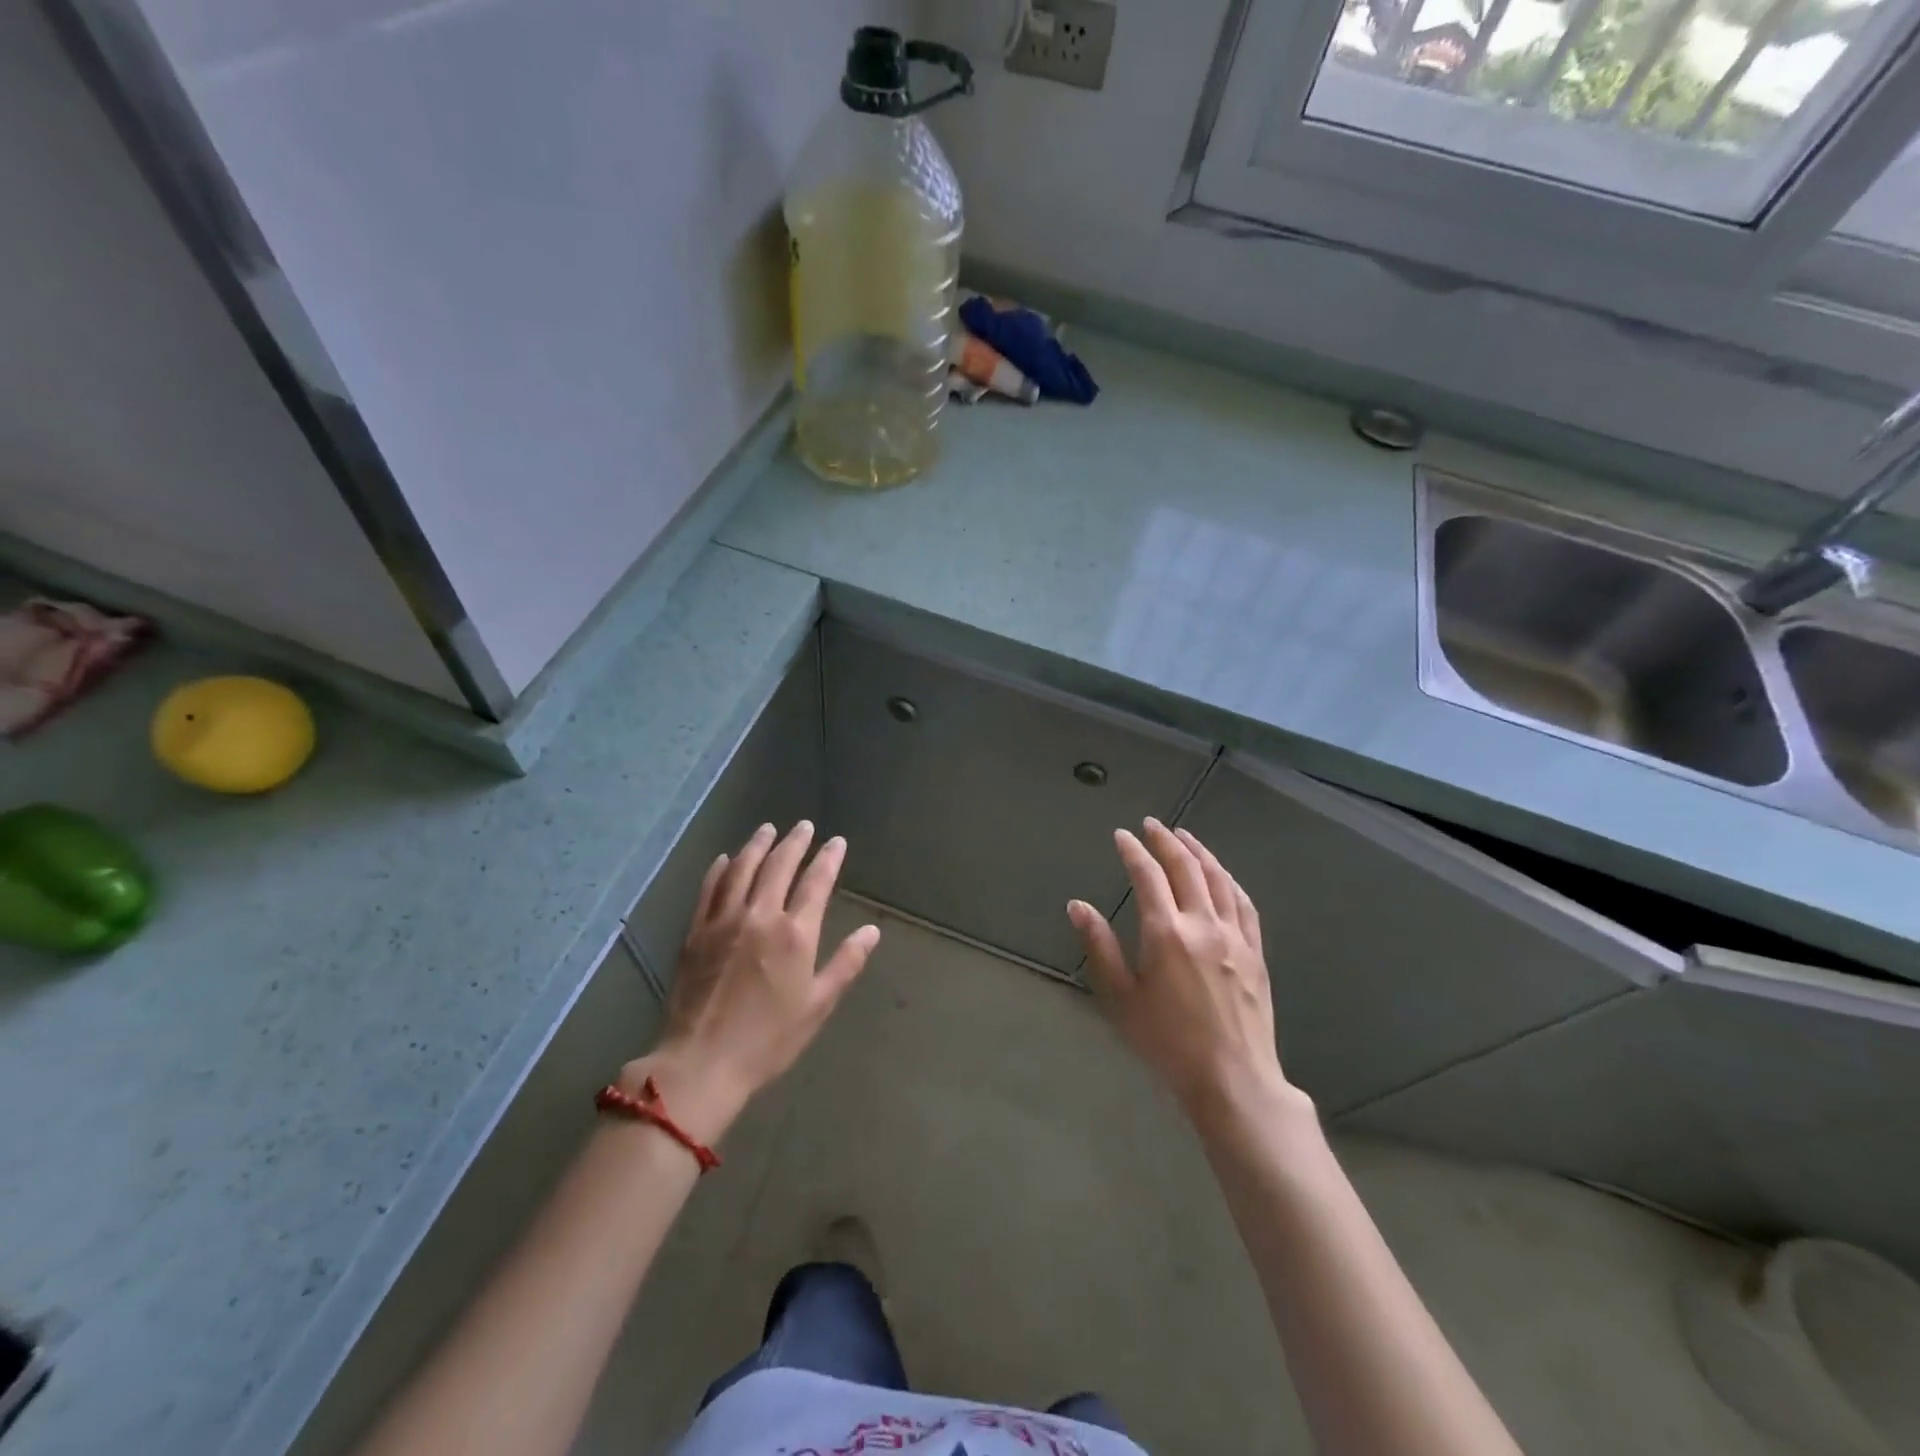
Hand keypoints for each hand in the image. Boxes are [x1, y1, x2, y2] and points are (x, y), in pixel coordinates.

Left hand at [631, 822, 878, 1136]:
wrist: (702, 1062)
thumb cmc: (768, 1039)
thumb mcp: (817, 1005)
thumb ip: (846, 963)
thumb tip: (872, 931)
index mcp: (794, 934)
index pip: (816, 883)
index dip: (828, 859)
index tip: (836, 842)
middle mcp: (760, 916)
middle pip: (778, 867)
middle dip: (794, 843)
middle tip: (804, 826)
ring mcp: (723, 921)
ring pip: (742, 870)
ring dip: (757, 845)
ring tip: (768, 829)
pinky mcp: (696, 932)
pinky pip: (709, 889)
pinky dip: (720, 869)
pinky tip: (726, 858)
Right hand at [1068, 819, 1294, 1121]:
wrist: (1232, 1078)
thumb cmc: (1167, 1042)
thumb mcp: (1121, 998)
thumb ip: (1100, 946)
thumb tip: (1077, 905)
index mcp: (1166, 933)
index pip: (1147, 876)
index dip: (1133, 851)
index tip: (1121, 835)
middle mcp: (1202, 923)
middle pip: (1185, 867)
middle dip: (1165, 840)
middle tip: (1151, 825)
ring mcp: (1234, 935)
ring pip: (1217, 878)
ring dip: (1199, 851)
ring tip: (1184, 836)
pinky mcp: (1255, 951)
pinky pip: (1243, 903)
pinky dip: (1228, 880)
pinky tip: (1222, 874)